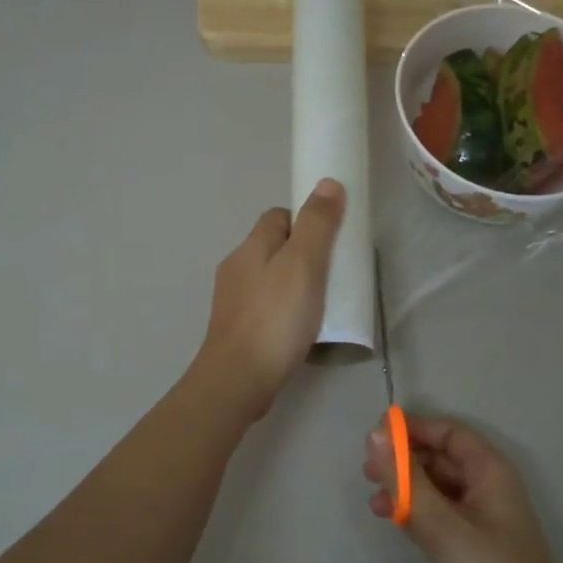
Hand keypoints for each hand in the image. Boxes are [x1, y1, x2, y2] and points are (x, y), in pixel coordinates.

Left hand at [195, 178, 345, 419]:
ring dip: (291, 283)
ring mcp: (232, 300)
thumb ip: (317, 225)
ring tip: (318, 303)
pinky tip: (298, 328)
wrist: (238, 379)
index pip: (278, 216)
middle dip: (300, 253)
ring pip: (267, 278)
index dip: (305, 221)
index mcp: (251, 246)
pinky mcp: (235, 329)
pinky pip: (264, 306)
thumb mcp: (304, 265)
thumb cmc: (275, 319)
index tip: (330, 241)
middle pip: (272, 246)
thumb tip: (327, 183)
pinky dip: (282, 309)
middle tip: (330, 274)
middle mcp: (236, 267)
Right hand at [363, 415, 562, 562]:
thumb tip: (374, 433)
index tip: (374, 437)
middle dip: (405, 459)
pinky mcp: (474, 546)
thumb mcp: (442, 525)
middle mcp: (488, 487)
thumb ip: (406, 480)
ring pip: (438, 487)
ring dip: (406, 487)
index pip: (449, 432)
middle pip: (442, 457)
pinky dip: (416, 511)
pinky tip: (392, 521)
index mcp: (490, 471)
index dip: (413, 428)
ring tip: (373, 500)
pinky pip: (440, 514)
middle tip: (366, 471)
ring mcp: (482, 518)